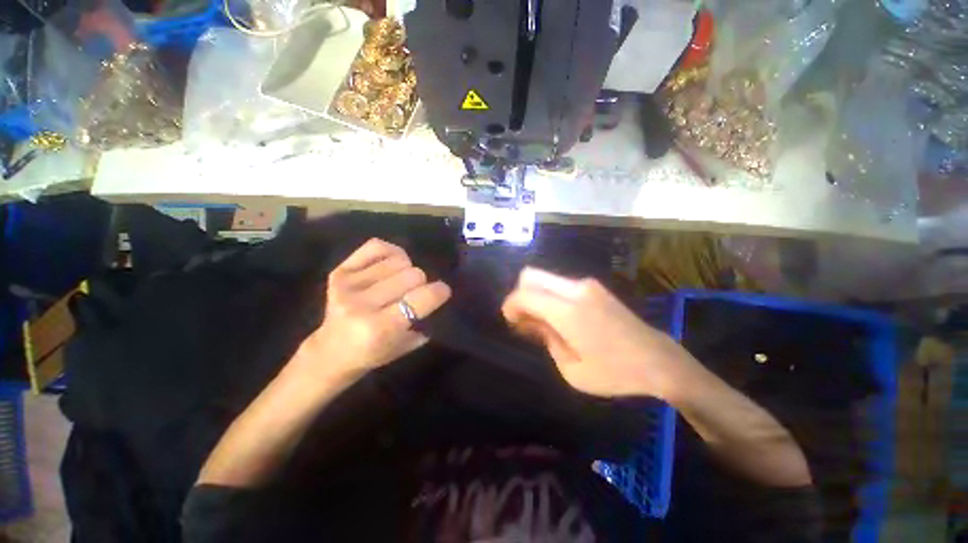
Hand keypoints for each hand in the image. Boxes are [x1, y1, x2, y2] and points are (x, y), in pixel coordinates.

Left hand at [302, 238, 450, 380]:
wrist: (331, 352)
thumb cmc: (373, 353)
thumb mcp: (406, 346)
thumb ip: (425, 320)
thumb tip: (437, 294)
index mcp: (381, 328)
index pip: (422, 297)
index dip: (439, 291)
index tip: (443, 291)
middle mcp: (362, 304)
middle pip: (413, 274)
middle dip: (422, 283)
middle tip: (416, 292)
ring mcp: (348, 285)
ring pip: (399, 260)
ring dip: (406, 270)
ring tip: (400, 281)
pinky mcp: (339, 271)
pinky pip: (377, 246)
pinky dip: (391, 252)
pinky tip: (391, 265)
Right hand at [502, 268, 696, 398]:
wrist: (658, 360)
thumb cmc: (614, 372)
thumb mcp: (571, 369)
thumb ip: (546, 338)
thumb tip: (531, 321)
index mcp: (567, 311)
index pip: (524, 294)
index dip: (511, 305)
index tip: (511, 322)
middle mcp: (575, 289)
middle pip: (530, 275)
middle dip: (520, 294)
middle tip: (523, 319)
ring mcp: (586, 285)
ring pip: (545, 277)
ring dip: (535, 294)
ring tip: (542, 321)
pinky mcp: (594, 287)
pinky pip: (559, 283)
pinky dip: (550, 295)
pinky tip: (558, 317)